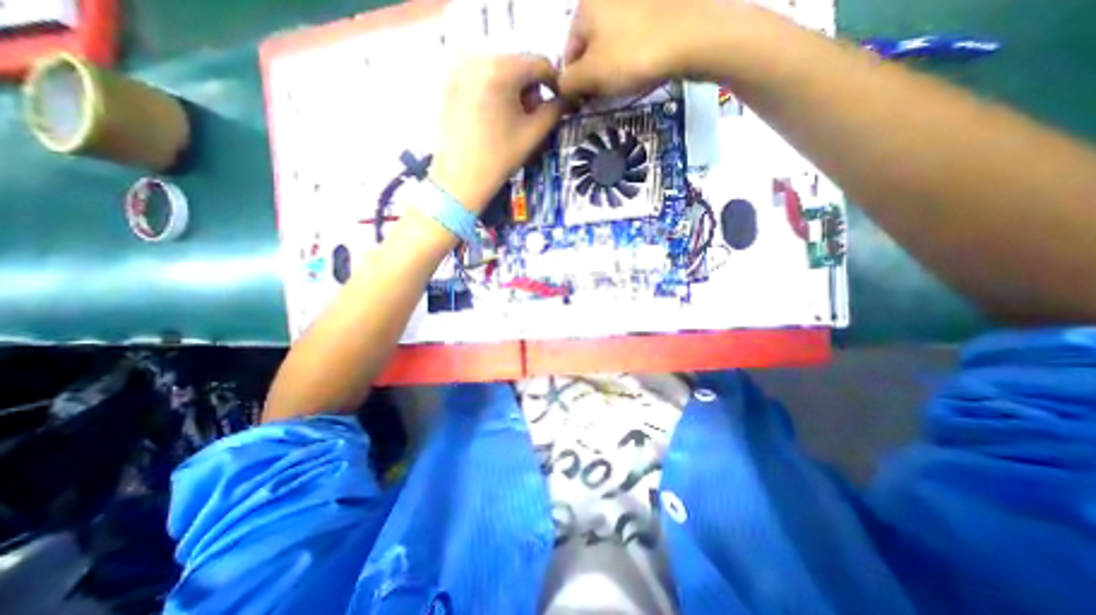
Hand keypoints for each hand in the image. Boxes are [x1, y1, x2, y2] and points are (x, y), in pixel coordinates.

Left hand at [431, 54, 564, 213]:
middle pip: (518, 64)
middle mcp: (478, 58)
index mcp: (501, 70)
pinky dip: (493, 90)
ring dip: (512, 88)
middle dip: (530, 87)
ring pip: (499, 69)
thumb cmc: (500, 158)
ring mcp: (460, 68)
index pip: (539, 63)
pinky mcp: (450, 82)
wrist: (460, 178)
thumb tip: (567, 98)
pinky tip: (492, 116)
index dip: (554, 82)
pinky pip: (481, 76)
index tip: (558, 103)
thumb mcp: (533, 134)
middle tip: (530, 115)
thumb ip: (555, 110)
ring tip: (511, 118)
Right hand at [560, 1, 748, 98]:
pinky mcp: (654, 7)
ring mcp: (632, 0)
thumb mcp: (590, 76)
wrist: (690, 36)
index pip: (568, 54)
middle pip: (589, 48)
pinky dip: (630, 55)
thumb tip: (562, 87)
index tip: (586, 102)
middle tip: (605, 94)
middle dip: (593, 75)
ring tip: (625, 83)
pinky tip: (640, 67)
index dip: (574, 83)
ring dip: (611, 68)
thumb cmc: (631, 57)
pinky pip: (631, 37)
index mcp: (585, 7)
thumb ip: (568, 83)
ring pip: (610, 44)